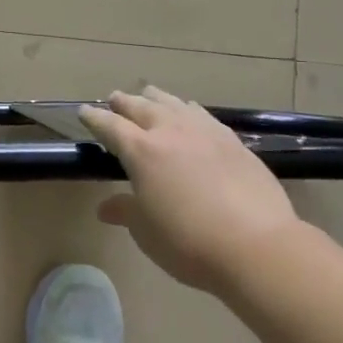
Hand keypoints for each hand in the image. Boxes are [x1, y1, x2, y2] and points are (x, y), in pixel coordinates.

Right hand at [80, 86, 303, 292]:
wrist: (258, 246)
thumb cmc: (189, 242)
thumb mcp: (147, 232)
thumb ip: (126, 211)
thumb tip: (106, 207)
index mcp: (141, 151)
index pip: (110, 126)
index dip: (94, 118)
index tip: (84, 112)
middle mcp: (170, 132)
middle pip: (141, 106)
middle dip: (123, 102)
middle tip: (114, 99)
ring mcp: (205, 132)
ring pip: (174, 103)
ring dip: (156, 98)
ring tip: (149, 96)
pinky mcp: (233, 141)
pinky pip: (202, 115)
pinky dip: (188, 109)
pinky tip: (190, 112)